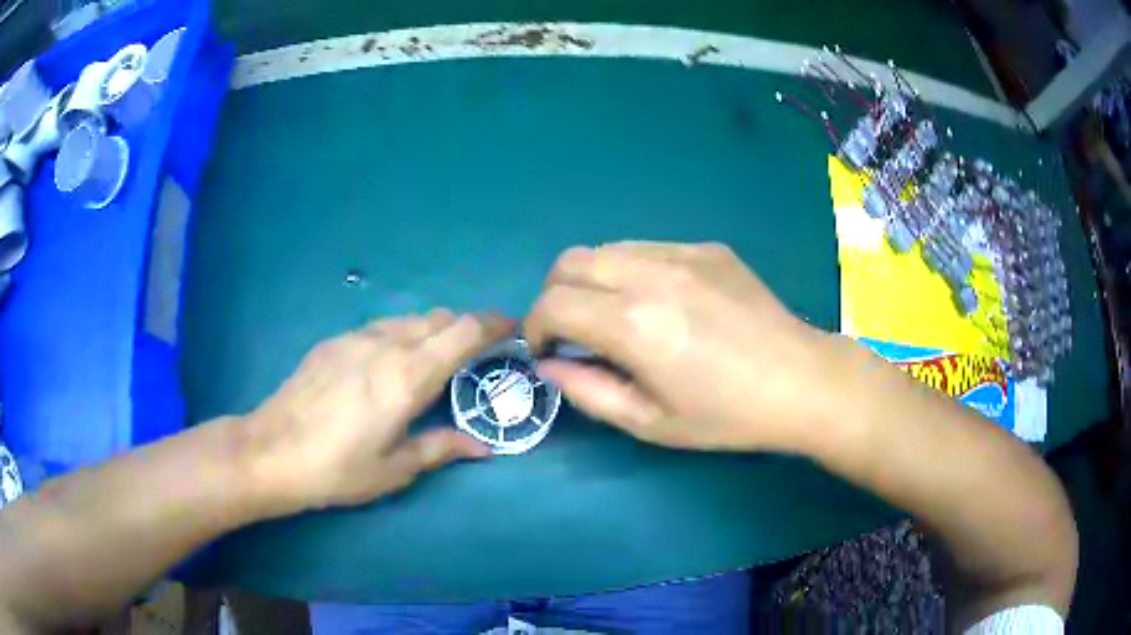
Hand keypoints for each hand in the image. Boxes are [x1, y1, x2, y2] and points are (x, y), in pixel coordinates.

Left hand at [245, 310, 512, 511]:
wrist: (271, 451)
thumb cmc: (337, 469)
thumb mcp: (394, 468)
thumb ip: (441, 447)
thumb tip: (484, 446)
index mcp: (407, 377)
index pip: (463, 332)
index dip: (493, 324)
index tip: (512, 329)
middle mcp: (386, 345)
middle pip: (439, 318)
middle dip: (465, 328)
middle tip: (476, 356)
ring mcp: (356, 338)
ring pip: (408, 319)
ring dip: (432, 331)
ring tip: (433, 360)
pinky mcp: (333, 342)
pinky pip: (380, 327)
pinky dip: (401, 335)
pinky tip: (388, 365)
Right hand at [525, 242, 841, 451]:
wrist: (800, 380)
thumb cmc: (725, 414)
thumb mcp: (649, 421)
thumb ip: (587, 390)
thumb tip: (549, 363)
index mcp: (632, 323)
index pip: (552, 304)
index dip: (536, 327)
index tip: (548, 349)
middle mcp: (650, 274)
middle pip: (569, 262)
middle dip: (555, 295)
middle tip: (572, 329)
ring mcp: (682, 253)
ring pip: (607, 248)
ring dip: (593, 280)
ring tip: (615, 314)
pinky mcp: (707, 248)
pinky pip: (648, 248)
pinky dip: (632, 271)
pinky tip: (661, 302)